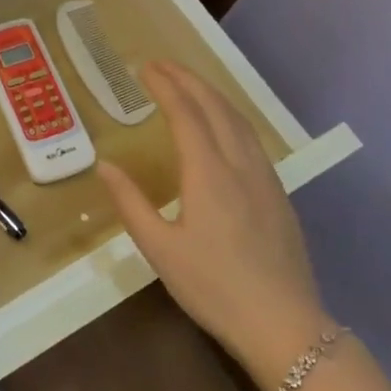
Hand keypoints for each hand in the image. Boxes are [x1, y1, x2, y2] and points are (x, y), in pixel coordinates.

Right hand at [97, 61, 334, 389]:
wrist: (284, 325)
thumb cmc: (213, 287)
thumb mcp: (159, 249)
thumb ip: (130, 203)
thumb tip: (105, 165)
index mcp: (208, 174)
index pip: (185, 114)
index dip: (165, 86)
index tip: (144, 67)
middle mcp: (240, 165)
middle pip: (216, 108)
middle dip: (189, 80)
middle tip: (162, 64)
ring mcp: (265, 179)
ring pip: (240, 121)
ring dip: (212, 95)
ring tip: (189, 85)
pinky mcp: (278, 195)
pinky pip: (252, 140)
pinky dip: (230, 117)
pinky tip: (223, 127)